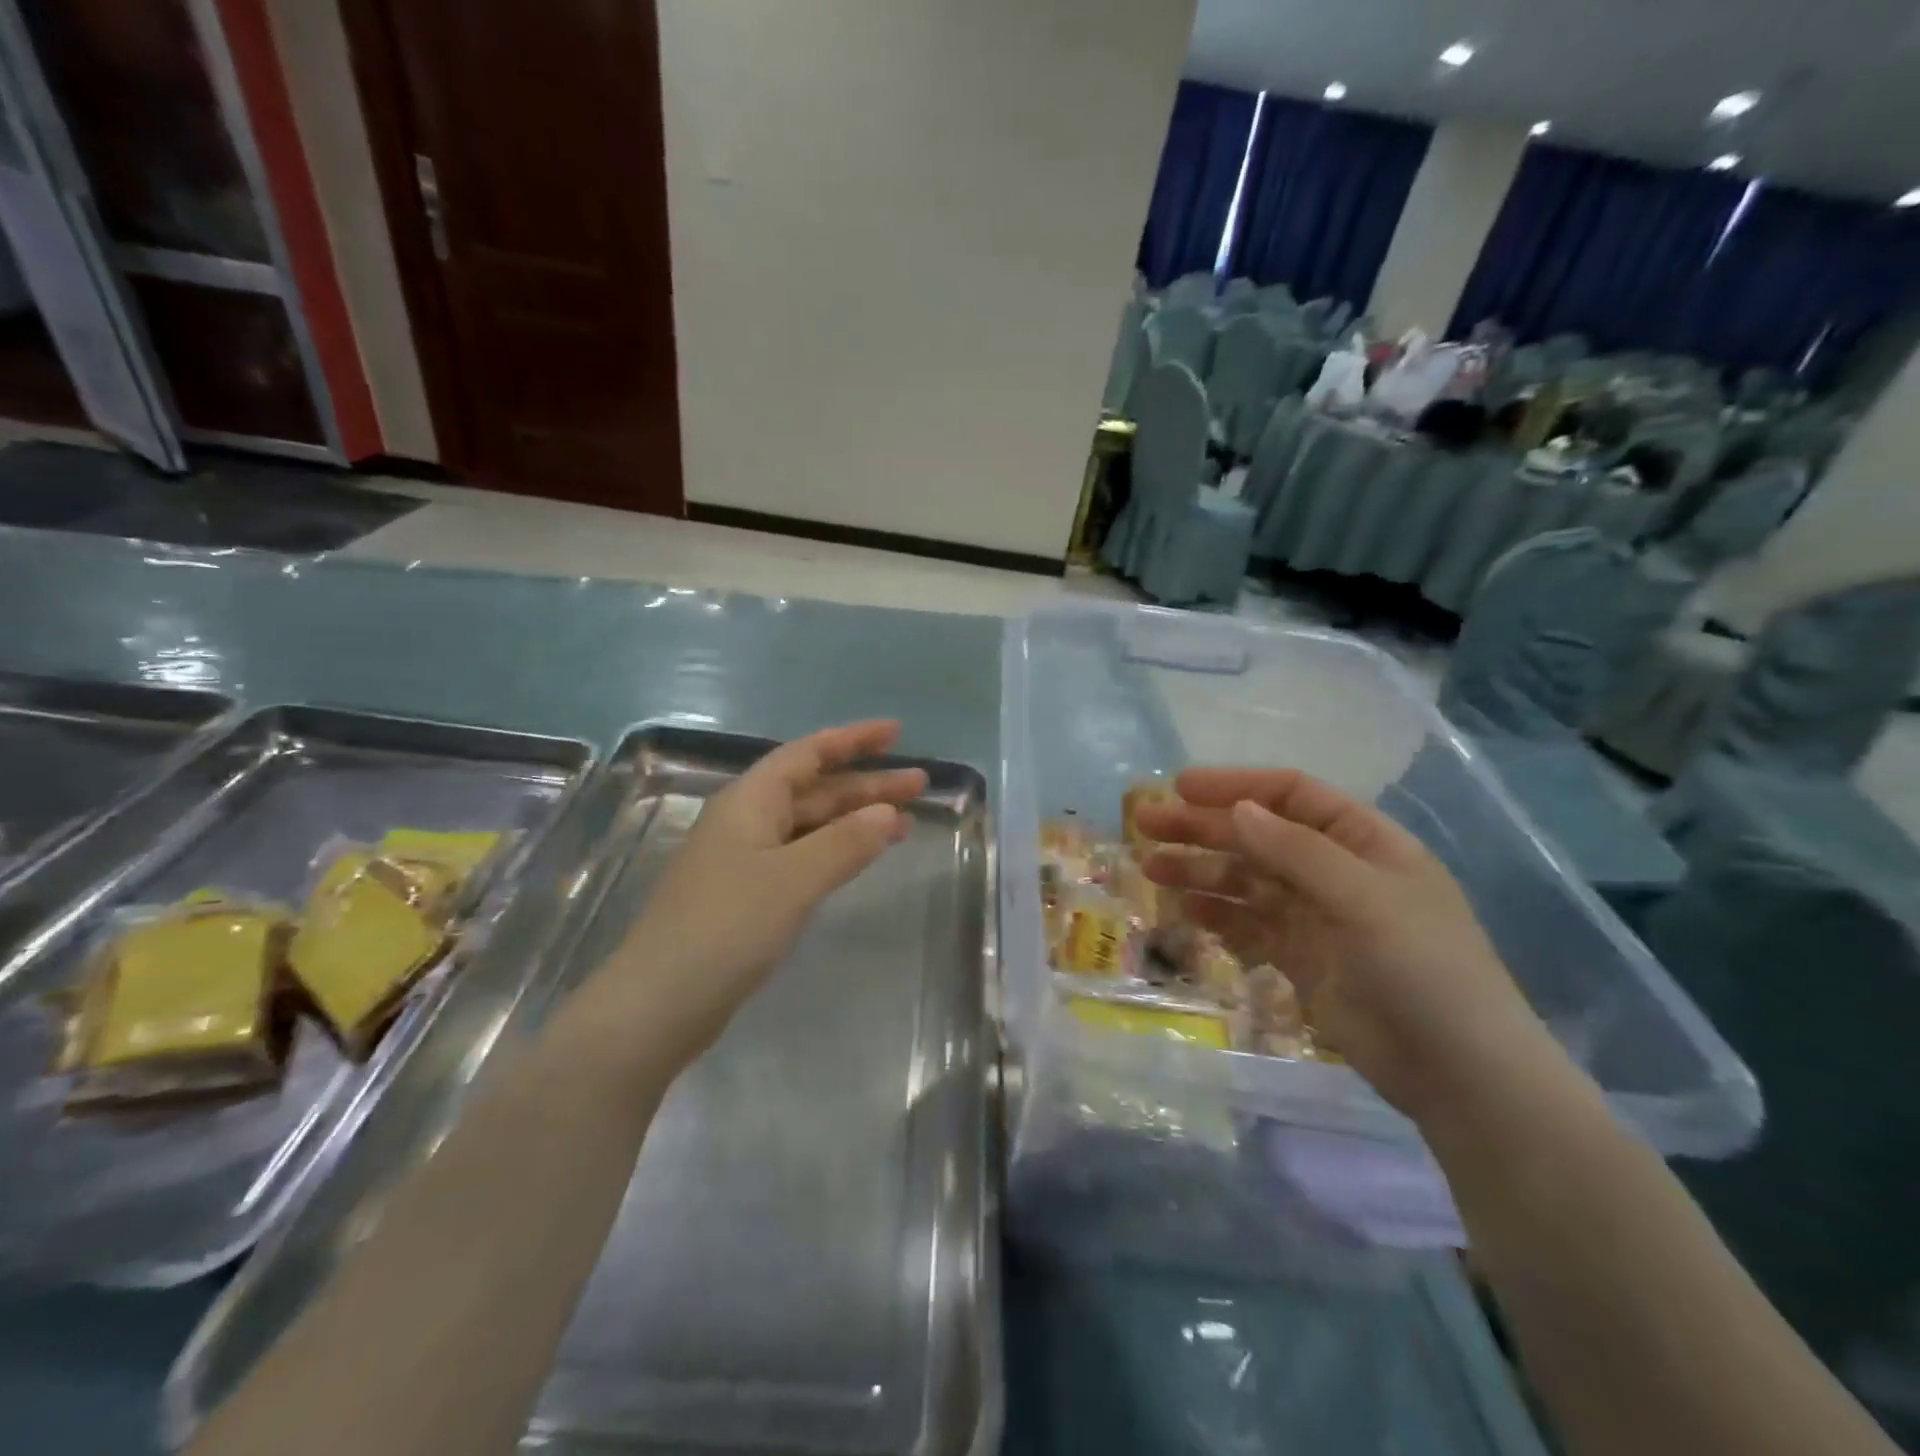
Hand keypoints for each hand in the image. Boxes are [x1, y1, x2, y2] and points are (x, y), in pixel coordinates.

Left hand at [613, 721, 926, 1054]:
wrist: (659, 1003)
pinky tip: (860, 858)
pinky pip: (802, 856)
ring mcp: (745, 860)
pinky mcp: (748, 896)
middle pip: (814, 789)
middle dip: (865, 784)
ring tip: (905, 823)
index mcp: (749, 801)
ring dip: (855, 819)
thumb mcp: (793, 879)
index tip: (896, 733)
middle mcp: (746, 821)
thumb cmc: (726, 927)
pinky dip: (836, 851)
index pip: (808, 753)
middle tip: (919, 784)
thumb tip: (888, 814)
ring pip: (810, 825)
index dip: (852, 739)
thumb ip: (844, 843)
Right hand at [1136, 767, 1561, 1124]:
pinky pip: (1248, 926)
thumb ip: (1296, 851)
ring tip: (1151, 868)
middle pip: (1258, 836)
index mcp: (1364, 842)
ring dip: (1200, 871)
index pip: (1292, 796)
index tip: (1180, 787)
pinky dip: (1216, 915)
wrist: (1459, 1074)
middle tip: (1145, 824)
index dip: (1236, 786)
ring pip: (1246, 881)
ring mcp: (1316, 917)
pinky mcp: (1300, 959)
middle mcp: (1336, 871)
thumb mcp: (1362, 897)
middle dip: (1203, 828)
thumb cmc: (1422, 968)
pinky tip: (1182, 911)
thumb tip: (1238, 810)